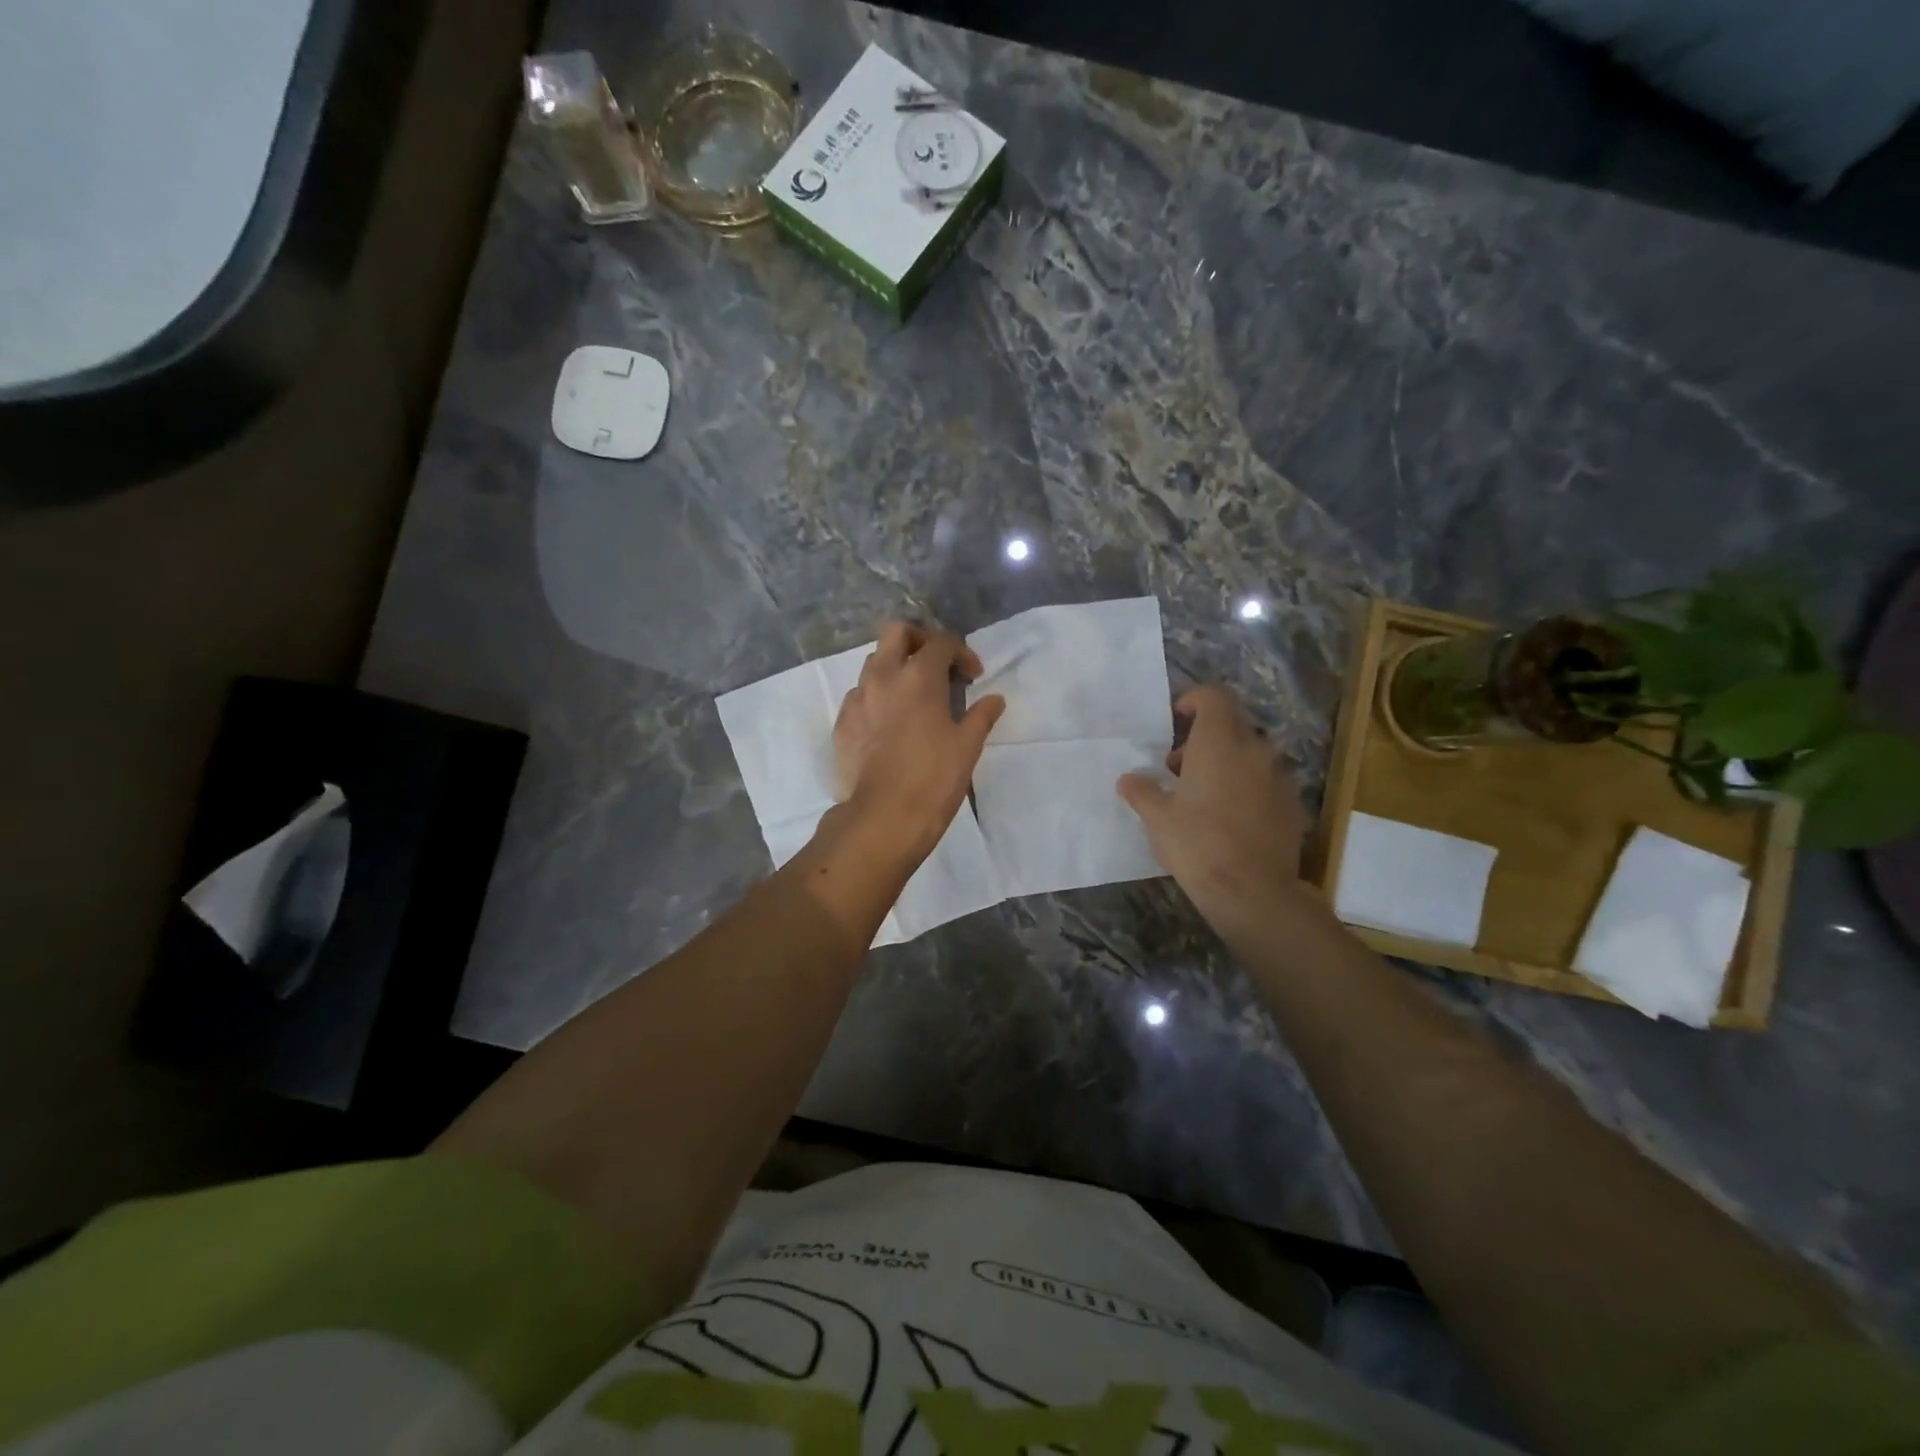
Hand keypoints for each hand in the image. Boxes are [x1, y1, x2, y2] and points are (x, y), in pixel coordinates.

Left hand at [834, 623, 1004, 858]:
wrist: (884, 816)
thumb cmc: (934, 778)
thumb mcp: (967, 746)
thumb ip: (981, 715)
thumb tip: (994, 699)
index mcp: (919, 676)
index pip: (941, 642)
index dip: (962, 653)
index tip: (973, 677)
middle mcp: (883, 677)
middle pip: (896, 633)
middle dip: (919, 640)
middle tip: (936, 666)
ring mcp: (857, 699)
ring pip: (873, 663)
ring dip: (895, 669)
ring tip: (913, 697)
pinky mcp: (842, 723)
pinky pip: (859, 696)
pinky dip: (877, 699)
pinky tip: (889, 725)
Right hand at [1116, 685, 1308, 922]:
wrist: (1253, 892)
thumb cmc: (1198, 845)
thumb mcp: (1157, 819)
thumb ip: (1141, 791)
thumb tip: (1128, 779)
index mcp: (1219, 742)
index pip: (1214, 696)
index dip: (1193, 700)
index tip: (1176, 720)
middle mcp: (1254, 750)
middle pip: (1231, 725)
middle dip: (1203, 739)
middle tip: (1177, 769)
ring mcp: (1279, 777)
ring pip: (1249, 755)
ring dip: (1225, 764)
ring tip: (1201, 798)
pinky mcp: (1292, 804)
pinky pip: (1265, 782)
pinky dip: (1246, 788)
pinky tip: (1229, 820)